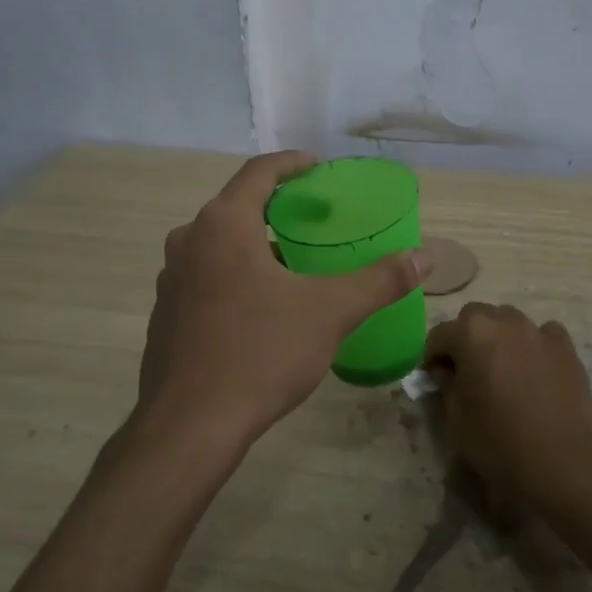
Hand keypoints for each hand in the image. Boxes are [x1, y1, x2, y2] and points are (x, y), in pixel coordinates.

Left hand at [132, 152, 429, 457]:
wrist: (189, 427)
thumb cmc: (260, 353)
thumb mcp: (330, 313)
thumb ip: (380, 280)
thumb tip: (425, 258)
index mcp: (223, 225)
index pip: (259, 172)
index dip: (292, 164)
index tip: (318, 169)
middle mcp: (189, 241)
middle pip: (238, 206)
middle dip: (278, 207)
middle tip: (316, 219)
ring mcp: (172, 279)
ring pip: (220, 244)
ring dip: (256, 244)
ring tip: (296, 262)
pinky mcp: (166, 314)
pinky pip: (206, 276)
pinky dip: (236, 273)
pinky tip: (263, 306)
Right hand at [423, 303, 591, 504]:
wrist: (563, 459)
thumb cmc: (500, 440)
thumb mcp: (456, 418)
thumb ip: (447, 386)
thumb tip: (447, 372)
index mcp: (471, 334)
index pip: (439, 334)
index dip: (432, 357)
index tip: (433, 378)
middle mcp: (504, 322)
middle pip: (475, 317)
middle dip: (465, 337)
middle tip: (466, 369)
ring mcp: (538, 331)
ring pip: (510, 320)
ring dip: (499, 336)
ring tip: (502, 367)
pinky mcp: (566, 347)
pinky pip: (543, 334)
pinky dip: (534, 344)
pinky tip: (535, 368)